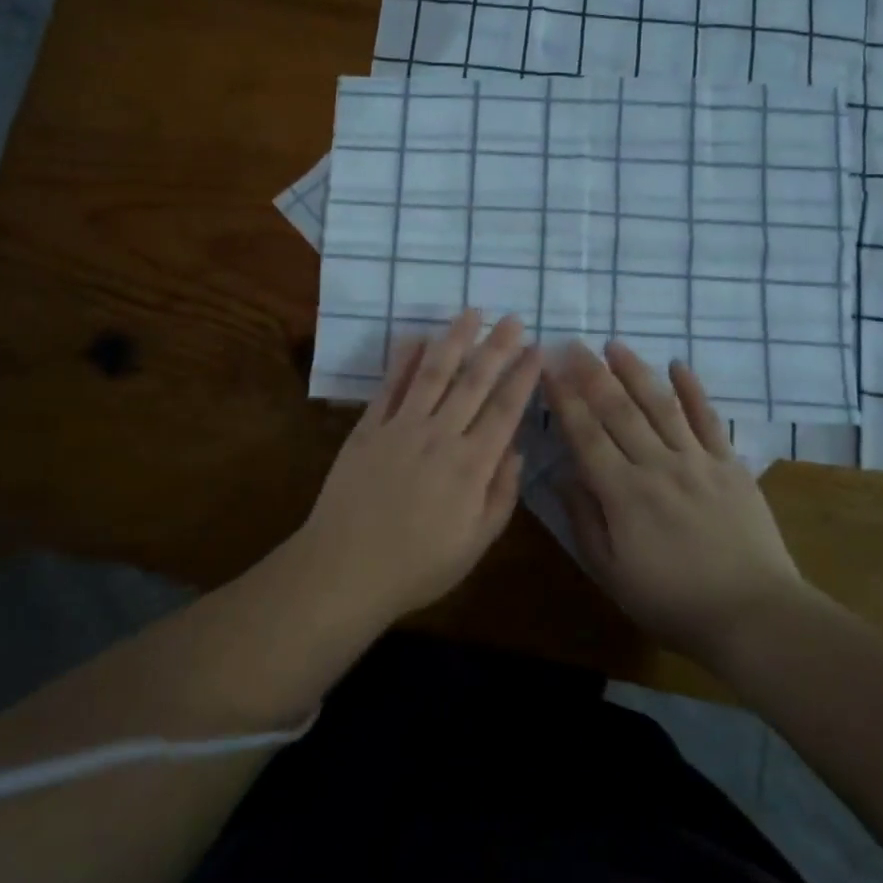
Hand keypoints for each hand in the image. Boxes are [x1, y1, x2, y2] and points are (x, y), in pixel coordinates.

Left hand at [295, 310, 541, 628]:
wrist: (345, 569)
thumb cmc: (417, 565)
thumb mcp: (475, 543)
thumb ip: (501, 494)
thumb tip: (517, 450)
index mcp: (472, 466)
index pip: (505, 410)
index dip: (524, 377)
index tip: (538, 350)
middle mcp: (440, 436)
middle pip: (474, 382)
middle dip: (497, 348)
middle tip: (513, 319)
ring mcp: (401, 427)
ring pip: (433, 373)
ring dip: (454, 340)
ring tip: (471, 313)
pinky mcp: (368, 428)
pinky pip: (390, 387)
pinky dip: (403, 360)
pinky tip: (415, 338)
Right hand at [544, 340, 803, 659]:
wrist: (753, 615)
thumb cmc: (673, 602)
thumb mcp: (611, 574)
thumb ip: (585, 520)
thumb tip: (565, 475)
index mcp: (623, 493)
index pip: (585, 434)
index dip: (564, 399)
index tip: (548, 368)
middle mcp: (657, 465)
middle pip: (618, 410)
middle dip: (591, 374)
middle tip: (572, 344)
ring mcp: (697, 461)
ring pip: (660, 405)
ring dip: (635, 372)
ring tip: (614, 345)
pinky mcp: (730, 465)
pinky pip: (709, 420)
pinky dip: (693, 390)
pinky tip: (678, 365)